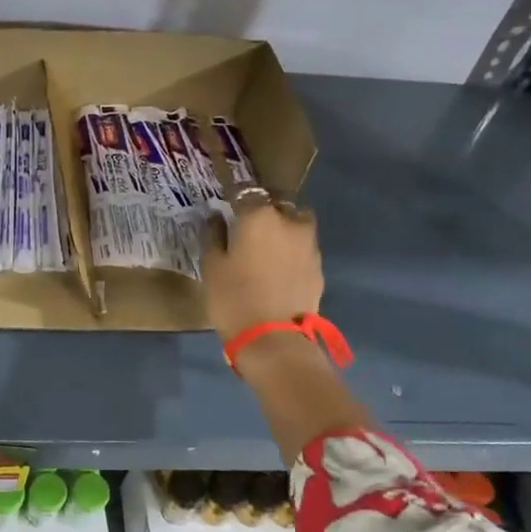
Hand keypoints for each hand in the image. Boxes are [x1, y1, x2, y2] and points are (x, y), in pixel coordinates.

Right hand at [200, 190, 323, 340]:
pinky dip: (292, 249)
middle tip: (247, 224)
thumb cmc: (233, 298)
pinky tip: (278, 266)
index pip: (245, 191)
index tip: (225, 202)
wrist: (273, 339)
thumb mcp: (212, 266)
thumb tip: (216, 217)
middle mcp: (289, 220)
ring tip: (267, 245)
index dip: (234, 195)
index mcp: (259, 215)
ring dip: (283, 226)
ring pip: (296, 222)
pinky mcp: (318, 266)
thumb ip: (214, 235)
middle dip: (264, 207)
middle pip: (278, 202)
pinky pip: (303, 246)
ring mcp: (309, 243)